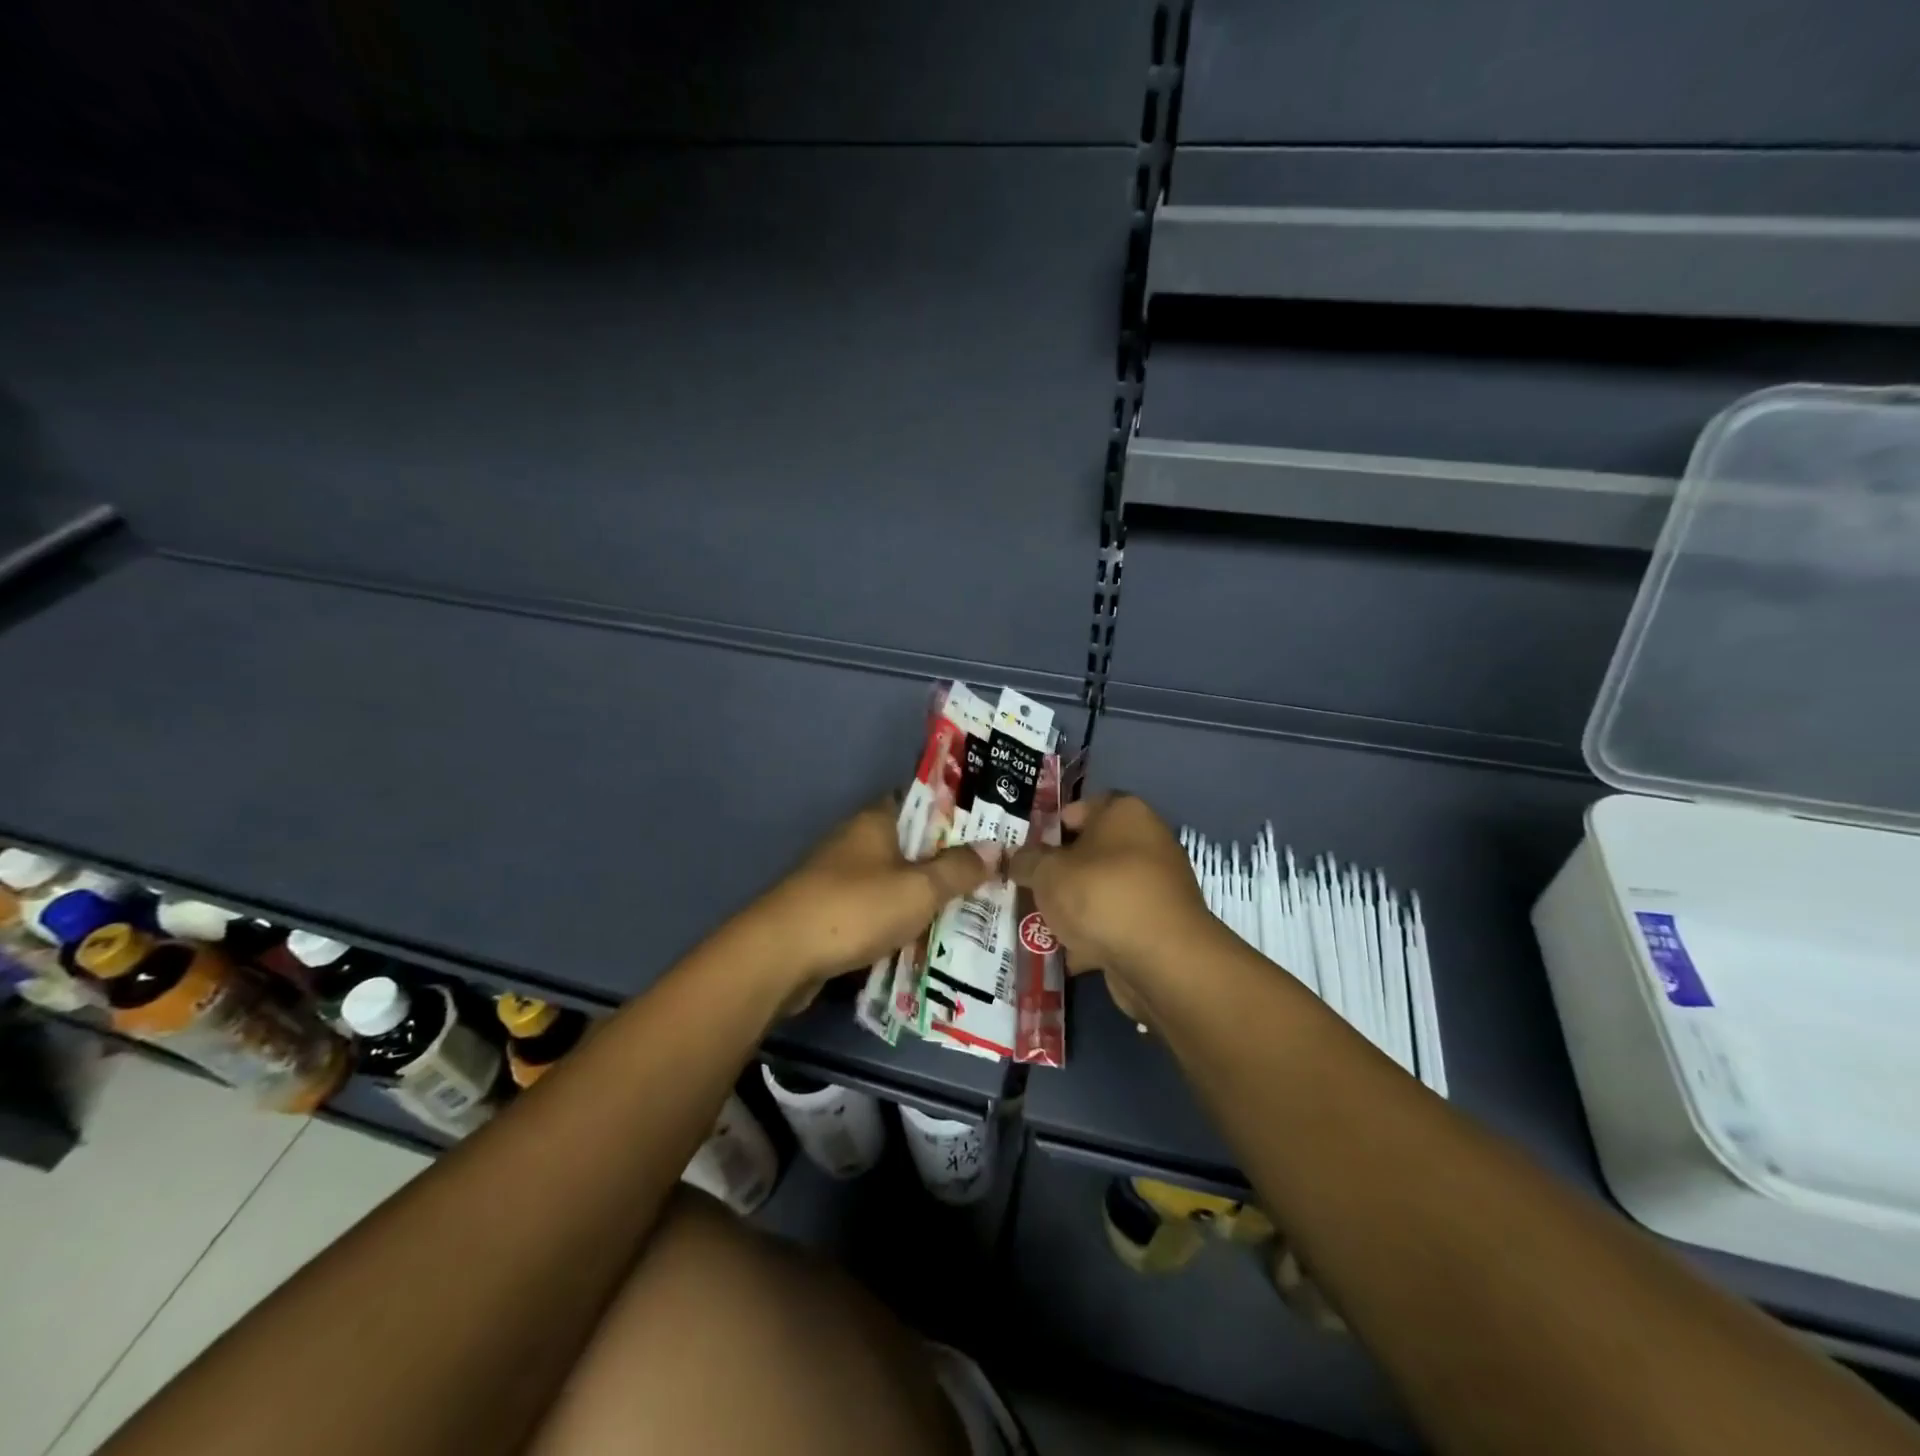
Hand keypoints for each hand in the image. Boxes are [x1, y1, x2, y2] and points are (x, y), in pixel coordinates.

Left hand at [746, 798, 996, 1001]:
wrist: (780, 956)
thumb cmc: (854, 908)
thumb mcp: (918, 889)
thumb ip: (958, 869)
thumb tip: (996, 847)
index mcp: (876, 820)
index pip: (922, 801)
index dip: (956, 812)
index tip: (991, 827)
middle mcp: (856, 840)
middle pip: (911, 843)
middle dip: (947, 860)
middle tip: (992, 875)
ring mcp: (840, 877)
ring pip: (895, 879)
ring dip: (924, 894)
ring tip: (971, 909)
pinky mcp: (830, 912)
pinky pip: (877, 909)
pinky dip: (900, 920)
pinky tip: (927, 938)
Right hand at [1007, 792, 1214, 1022]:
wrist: (1162, 960)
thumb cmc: (1101, 896)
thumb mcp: (1047, 873)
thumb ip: (1026, 862)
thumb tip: (1015, 859)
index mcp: (1124, 812)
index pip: (1078, 808)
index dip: (1047, 828)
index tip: (1022, 852)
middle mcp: (1146, 841)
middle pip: (1089, 852)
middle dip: (1056, 873)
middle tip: (1024, 888)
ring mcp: (1155, 885)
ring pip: (1100, 889)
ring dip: (1072, 907)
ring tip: (1036, 924)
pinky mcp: (1158, 924)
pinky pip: (1114, 922)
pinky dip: (1092, 935)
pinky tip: (1063, 952)